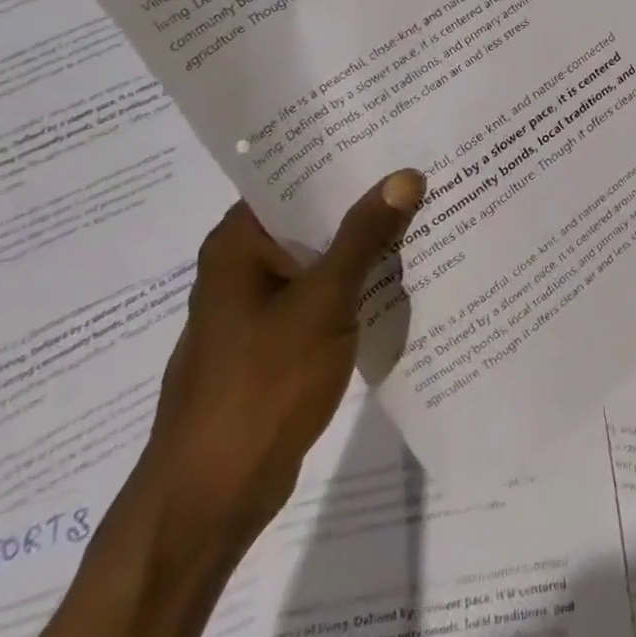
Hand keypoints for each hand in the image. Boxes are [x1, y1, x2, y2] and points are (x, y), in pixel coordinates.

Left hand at [136, 172, 424, 549]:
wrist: (210, 501)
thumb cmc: (259, 387)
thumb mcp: (322, 302)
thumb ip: (364, 236)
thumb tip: (405, 175)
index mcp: (239, 242)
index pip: (295, 175)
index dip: (345, 156)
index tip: (395, 135)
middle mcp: (243, 264)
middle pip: (312, 215)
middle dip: (365, 199)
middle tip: (424, 168)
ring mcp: (258, 306)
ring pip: (321, 256)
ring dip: (365, 243)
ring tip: (425, 210)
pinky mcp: (275, 342)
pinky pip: (323, 294)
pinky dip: (356, 282)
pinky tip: (403, 273)